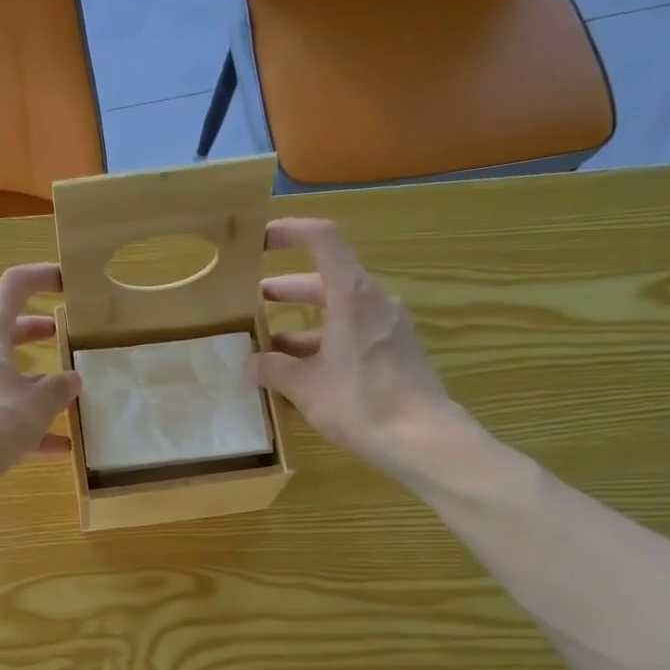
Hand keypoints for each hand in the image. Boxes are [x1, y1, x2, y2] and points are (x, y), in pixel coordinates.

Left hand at [0, 262, 79, 503]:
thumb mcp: (36, 404)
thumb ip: (59, 389)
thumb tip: (72, 380)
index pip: (12, 288)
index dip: (40, 277)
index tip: (68, 280)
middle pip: (8, 331)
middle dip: (38, 330)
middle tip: (68, 333)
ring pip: (7, 375)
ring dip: (37, 380)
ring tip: (71, 391)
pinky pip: (5, 415)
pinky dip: (30, 424)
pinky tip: (60, 446)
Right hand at [244, 218, 459, 464]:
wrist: (421, 437)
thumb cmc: (360, 402)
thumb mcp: (305, 387)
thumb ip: (273, 370)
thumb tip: (248, 365)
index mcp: (352, 295)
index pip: (323, 241)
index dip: (292, 232)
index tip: (264, 239)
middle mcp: (373, 301)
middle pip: (328, 280)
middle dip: (288, 289)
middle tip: (255, 299)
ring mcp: (389, 326)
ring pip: (340, 312)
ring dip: (304, 323)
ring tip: (271, 346)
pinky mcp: (396, 351)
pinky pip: (354, 334)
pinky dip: (325, 342)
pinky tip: (304, 372)